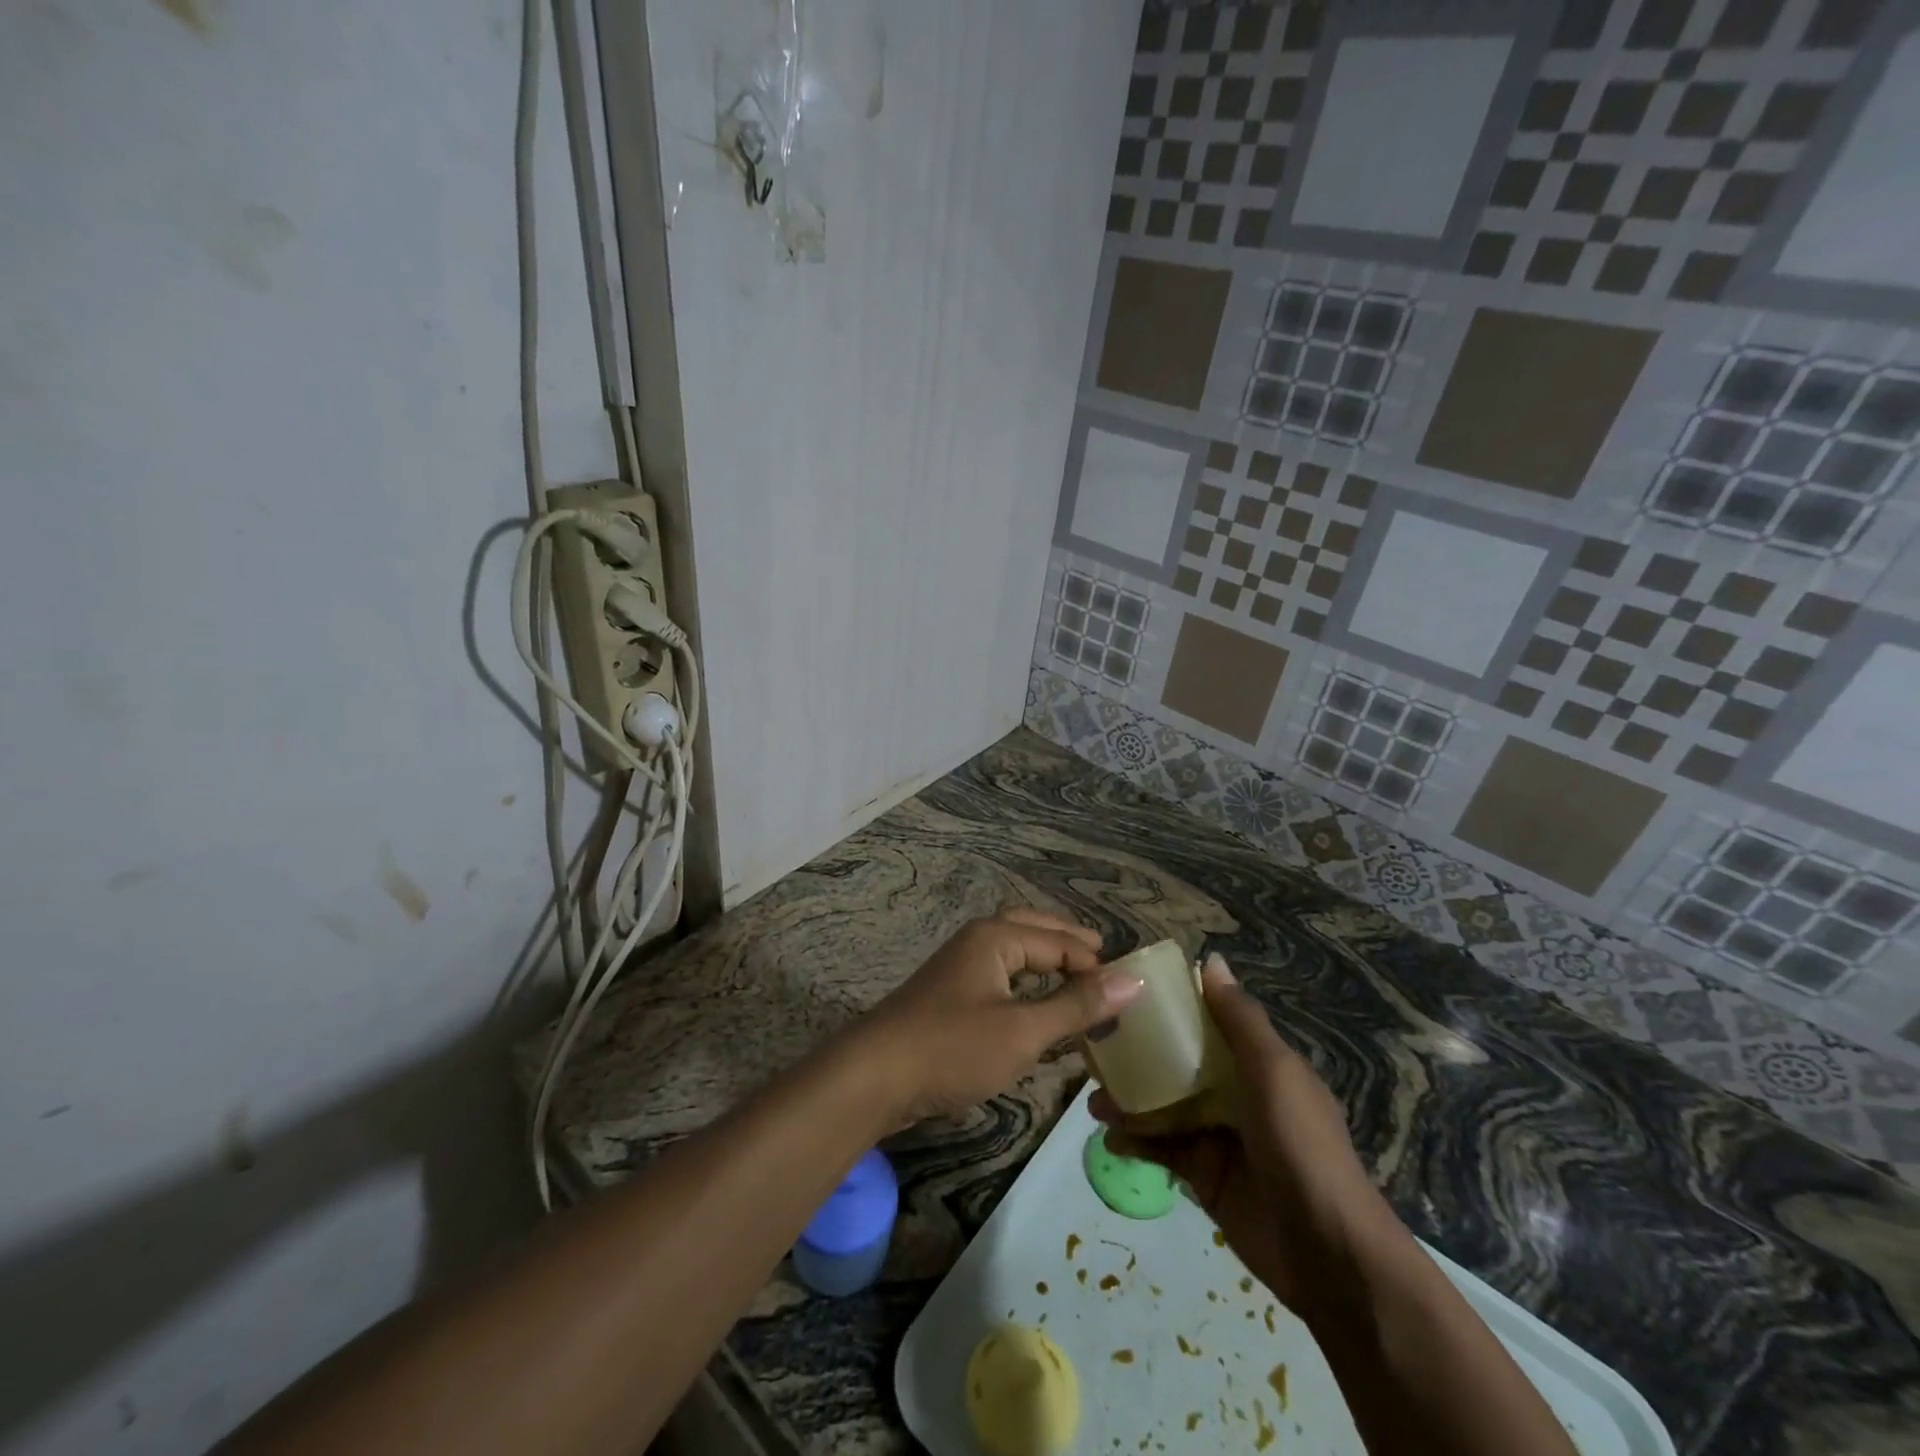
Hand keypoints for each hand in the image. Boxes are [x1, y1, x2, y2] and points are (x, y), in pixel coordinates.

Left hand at [857, 909, 1143, 1123]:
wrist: (874, 1076)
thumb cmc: (953, 1047)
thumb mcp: (1023, 1030)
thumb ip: (1077, 1005)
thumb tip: (1133, 980)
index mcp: (996, 937)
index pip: (1060, 942)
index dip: (1095, 966)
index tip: (1127, 994)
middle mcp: (977, 940)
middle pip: (1033, 929)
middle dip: (1068, 942)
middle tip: (1102, 959)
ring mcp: (958, 967)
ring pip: (1013, 952)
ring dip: (1045, 960)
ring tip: (1076, 978)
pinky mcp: (948, 996)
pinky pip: (999, 976)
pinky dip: (1024, 983)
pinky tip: (1035, 1008)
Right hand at [1092, 953, 1399, 1315]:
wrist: (1326, 1250)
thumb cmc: (1300, 1144)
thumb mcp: (1274, 1071)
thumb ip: (1240, 1019)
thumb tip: (1211, 960)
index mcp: (1258, 1064)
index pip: (1209, 1024)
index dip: (1172, 1008)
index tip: (1127, 994)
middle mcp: (1237, 1094)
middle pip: (1179, 1065)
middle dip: (1140, 1057)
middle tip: (1096, 1050)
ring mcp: (1219, 1136)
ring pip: (1164, 1107)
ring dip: (1130, 1101)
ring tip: (1094, 1100)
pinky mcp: (1204, 1175)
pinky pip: (1162, 1149)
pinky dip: (1136, 1141)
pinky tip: (1111, 1137)